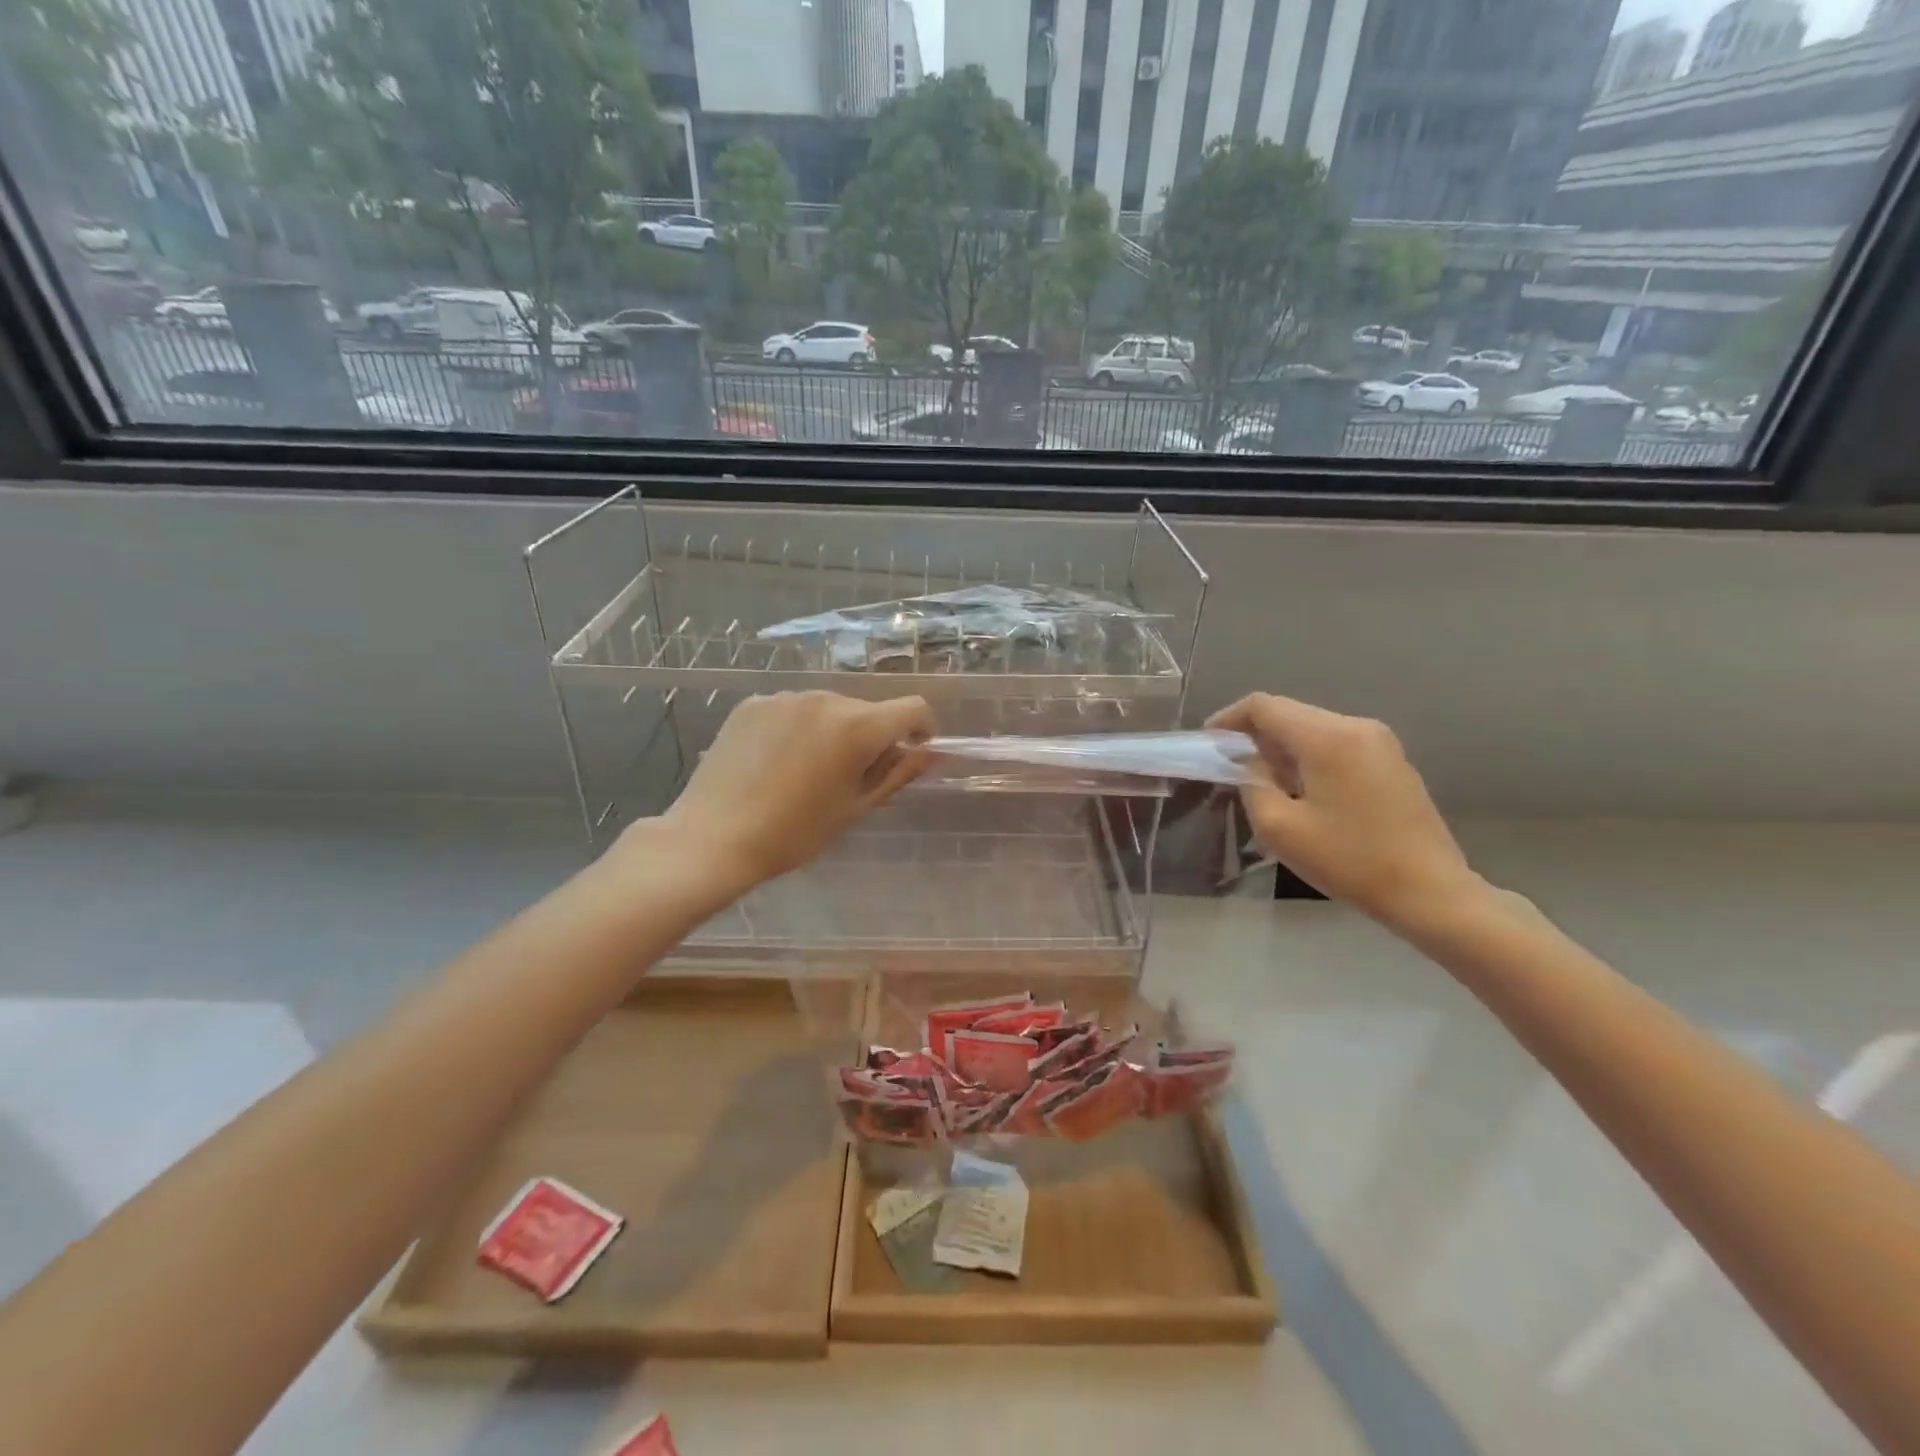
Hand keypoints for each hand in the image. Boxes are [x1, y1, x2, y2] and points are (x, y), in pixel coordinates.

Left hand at [656, 691, 935, 893]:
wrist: (714, 838)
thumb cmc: (794, 833)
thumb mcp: (855, 808)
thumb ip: (898, 774)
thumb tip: (931, 754)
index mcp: (857, 726)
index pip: (913, 708)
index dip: (922, 729)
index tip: (910, 755)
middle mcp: (825, 699)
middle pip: (867, 710)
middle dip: (872, 736)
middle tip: (850, 778)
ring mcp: (785, 697)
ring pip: (829, 708)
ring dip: (834, 731)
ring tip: (807, 772)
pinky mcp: (753, 703)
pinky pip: (793, 710)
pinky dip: (798, 728)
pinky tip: (776, 762)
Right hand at [1207, 693, 1483, 930]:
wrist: (1430, 892)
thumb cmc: (1349, 861)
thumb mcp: (1279, 828)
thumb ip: (1252, 783)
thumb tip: (1249, 760)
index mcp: (1327, 737)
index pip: (1264, 706)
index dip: (1228, 719)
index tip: (1207, 744)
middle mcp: (1356, 726)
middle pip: (1290, 713)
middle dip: (1254, 735)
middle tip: (1230, 768)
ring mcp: (1380, 742)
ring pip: (1313, 728)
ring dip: (1281, 747)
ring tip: (1263, 783)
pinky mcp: (1392, 761)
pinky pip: (1336, 744)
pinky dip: (1308, 757)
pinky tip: (1302, 791)